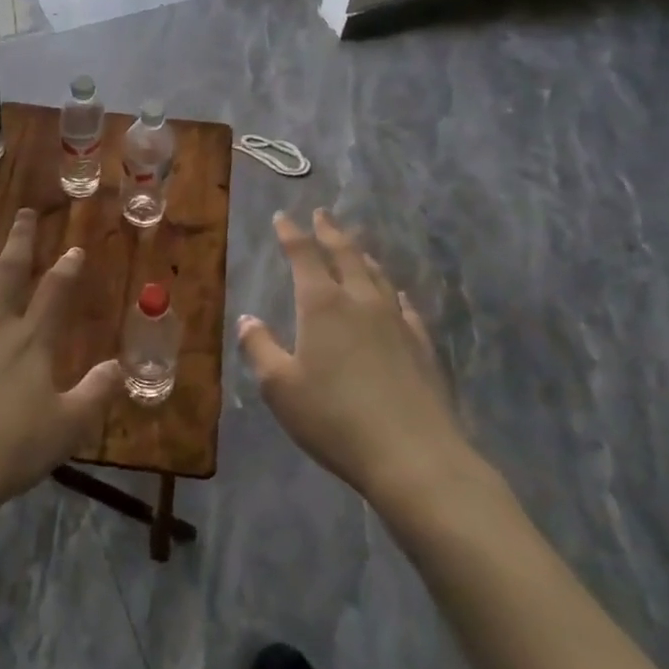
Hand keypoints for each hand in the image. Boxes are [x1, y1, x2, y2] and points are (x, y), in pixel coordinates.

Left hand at [0, 208, 122, 517]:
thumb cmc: (12, 448)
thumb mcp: (68, 426)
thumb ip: (96, 392)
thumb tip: (121, 366)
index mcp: (33, 341)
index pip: (56, 293)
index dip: (67, 268)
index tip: (74, 249)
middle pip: (10, 272)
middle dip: (20, 240)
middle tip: (24, 213)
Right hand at [238, 209, 479, 509]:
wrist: (413, 454)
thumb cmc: (334, 418)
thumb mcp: (280, 387)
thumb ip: (259, 348)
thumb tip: (247, 320)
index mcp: (322, 305)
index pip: (303, 255)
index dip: (291, 233)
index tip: (282, 216)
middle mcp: (361, 301)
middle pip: (346, 255)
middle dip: (330, 232)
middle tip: (322, 214)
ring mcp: (396, 321)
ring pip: (377, 275)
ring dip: (362, 255)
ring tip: (355, 246)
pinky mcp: (421, 345)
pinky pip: (403, 306)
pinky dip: (393, 292)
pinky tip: (396, 295)